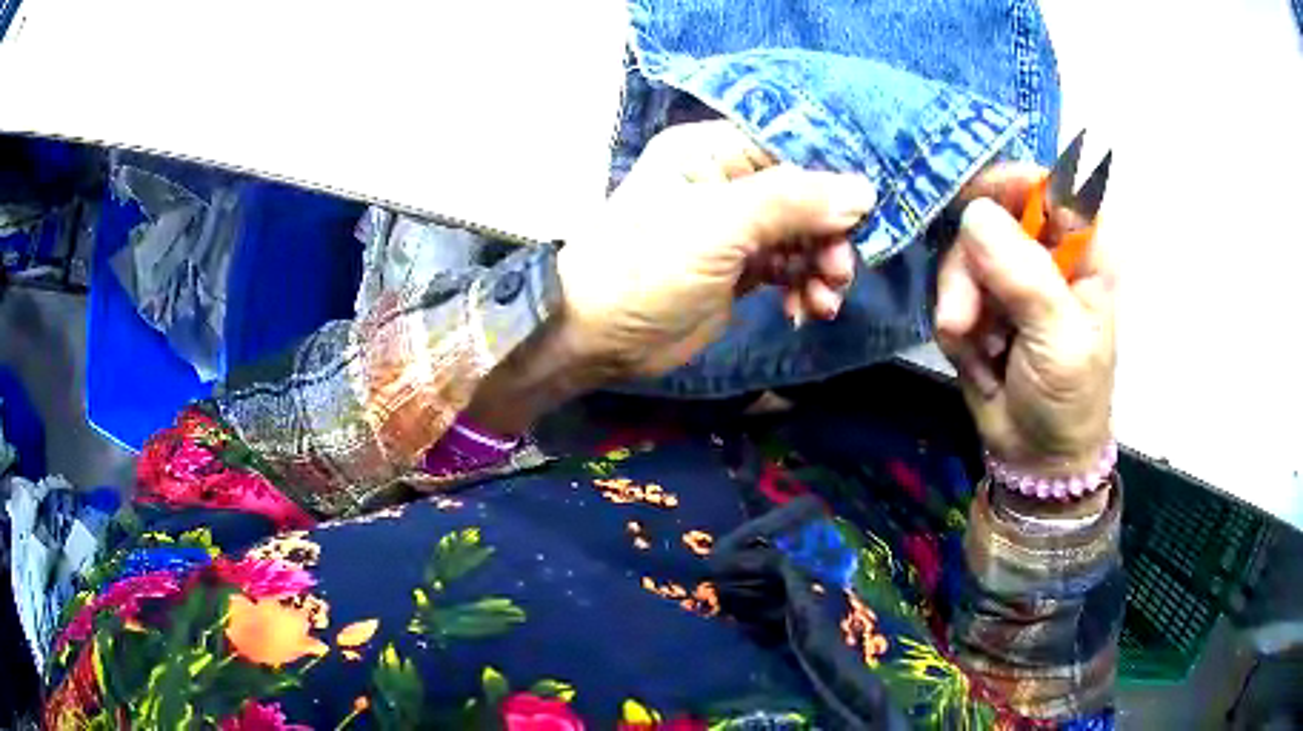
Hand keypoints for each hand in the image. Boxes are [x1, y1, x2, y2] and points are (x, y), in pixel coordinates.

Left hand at [558, 121, 876, 378]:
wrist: (597, 339)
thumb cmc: (645, 269)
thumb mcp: (717, 227)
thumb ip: (792, 202)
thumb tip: (863, 191)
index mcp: (712, 150)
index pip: (791, 146)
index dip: (834, 175)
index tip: (869, 210)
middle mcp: (727, 179)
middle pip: (806, 194)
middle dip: (830, 233)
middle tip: (840, 270)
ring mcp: (735, 225)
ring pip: (803, 234)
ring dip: (822, 265)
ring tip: (825, 299)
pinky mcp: (740, 267)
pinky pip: (790, 267)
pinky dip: (805, 286)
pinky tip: (807, 309)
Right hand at [935, 164, 1116, 477]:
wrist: (1035, 457)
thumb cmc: (1068, 399)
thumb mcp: (1057, 341)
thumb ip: (1024, 277)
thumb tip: (975, 213)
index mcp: (1084, 250)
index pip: (1050, 183)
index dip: (1012, 182)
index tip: (973, 200)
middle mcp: (1046, 249)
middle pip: (993, 211)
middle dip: (970, 261)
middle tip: (964, 313)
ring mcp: (1011, 272)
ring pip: (963, 249)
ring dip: (958, 298)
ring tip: (972, 345)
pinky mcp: (982, 297)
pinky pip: (950, 284)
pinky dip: (953, 320)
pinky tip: (973, 354)